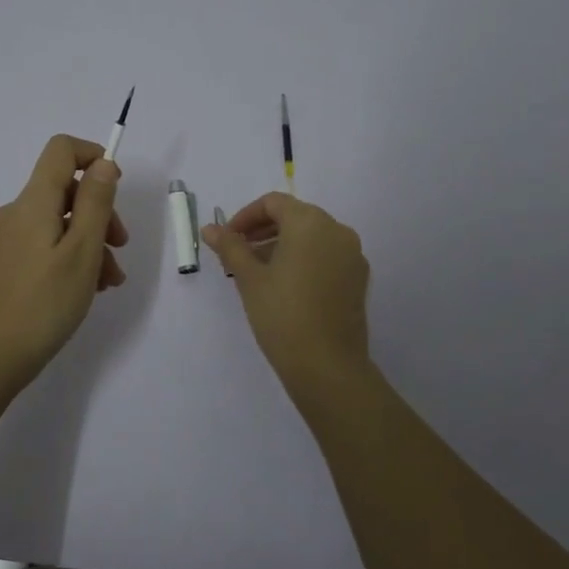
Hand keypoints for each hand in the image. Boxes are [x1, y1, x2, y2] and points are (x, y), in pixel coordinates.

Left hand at [0, 134, 128, 392]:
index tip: (116, 188)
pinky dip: (69, 256)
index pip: (61, 150)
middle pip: (64, 189)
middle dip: (100, 212)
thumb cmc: (43, 304)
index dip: (93, 156)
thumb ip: (95, 203)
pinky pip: (44, 245)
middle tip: (120, 247)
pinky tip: (87, 289)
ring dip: (90, 241)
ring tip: (110, 281)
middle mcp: (15, 212)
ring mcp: (6, 239)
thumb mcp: (82, 251)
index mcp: (32, 202)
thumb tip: (103, 163)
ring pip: (57, 223)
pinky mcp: (4, 264)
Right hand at [202, 192, 372, 398]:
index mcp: (310, 222)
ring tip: (257, 272)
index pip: (274, 203)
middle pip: (295, 216)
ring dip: (282, 244)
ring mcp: (353, 255)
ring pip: (312, 237)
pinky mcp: (358, 279)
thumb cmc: (282, 314)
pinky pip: (327, 256)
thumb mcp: (249, 278)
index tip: (227, 239)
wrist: (327, 365)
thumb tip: (210, 229)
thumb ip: (230, 247)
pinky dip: (304, 259)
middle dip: (263, 230)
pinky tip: (285, 285)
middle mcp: (337, 231)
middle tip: (238, 254)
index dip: (245, 216)